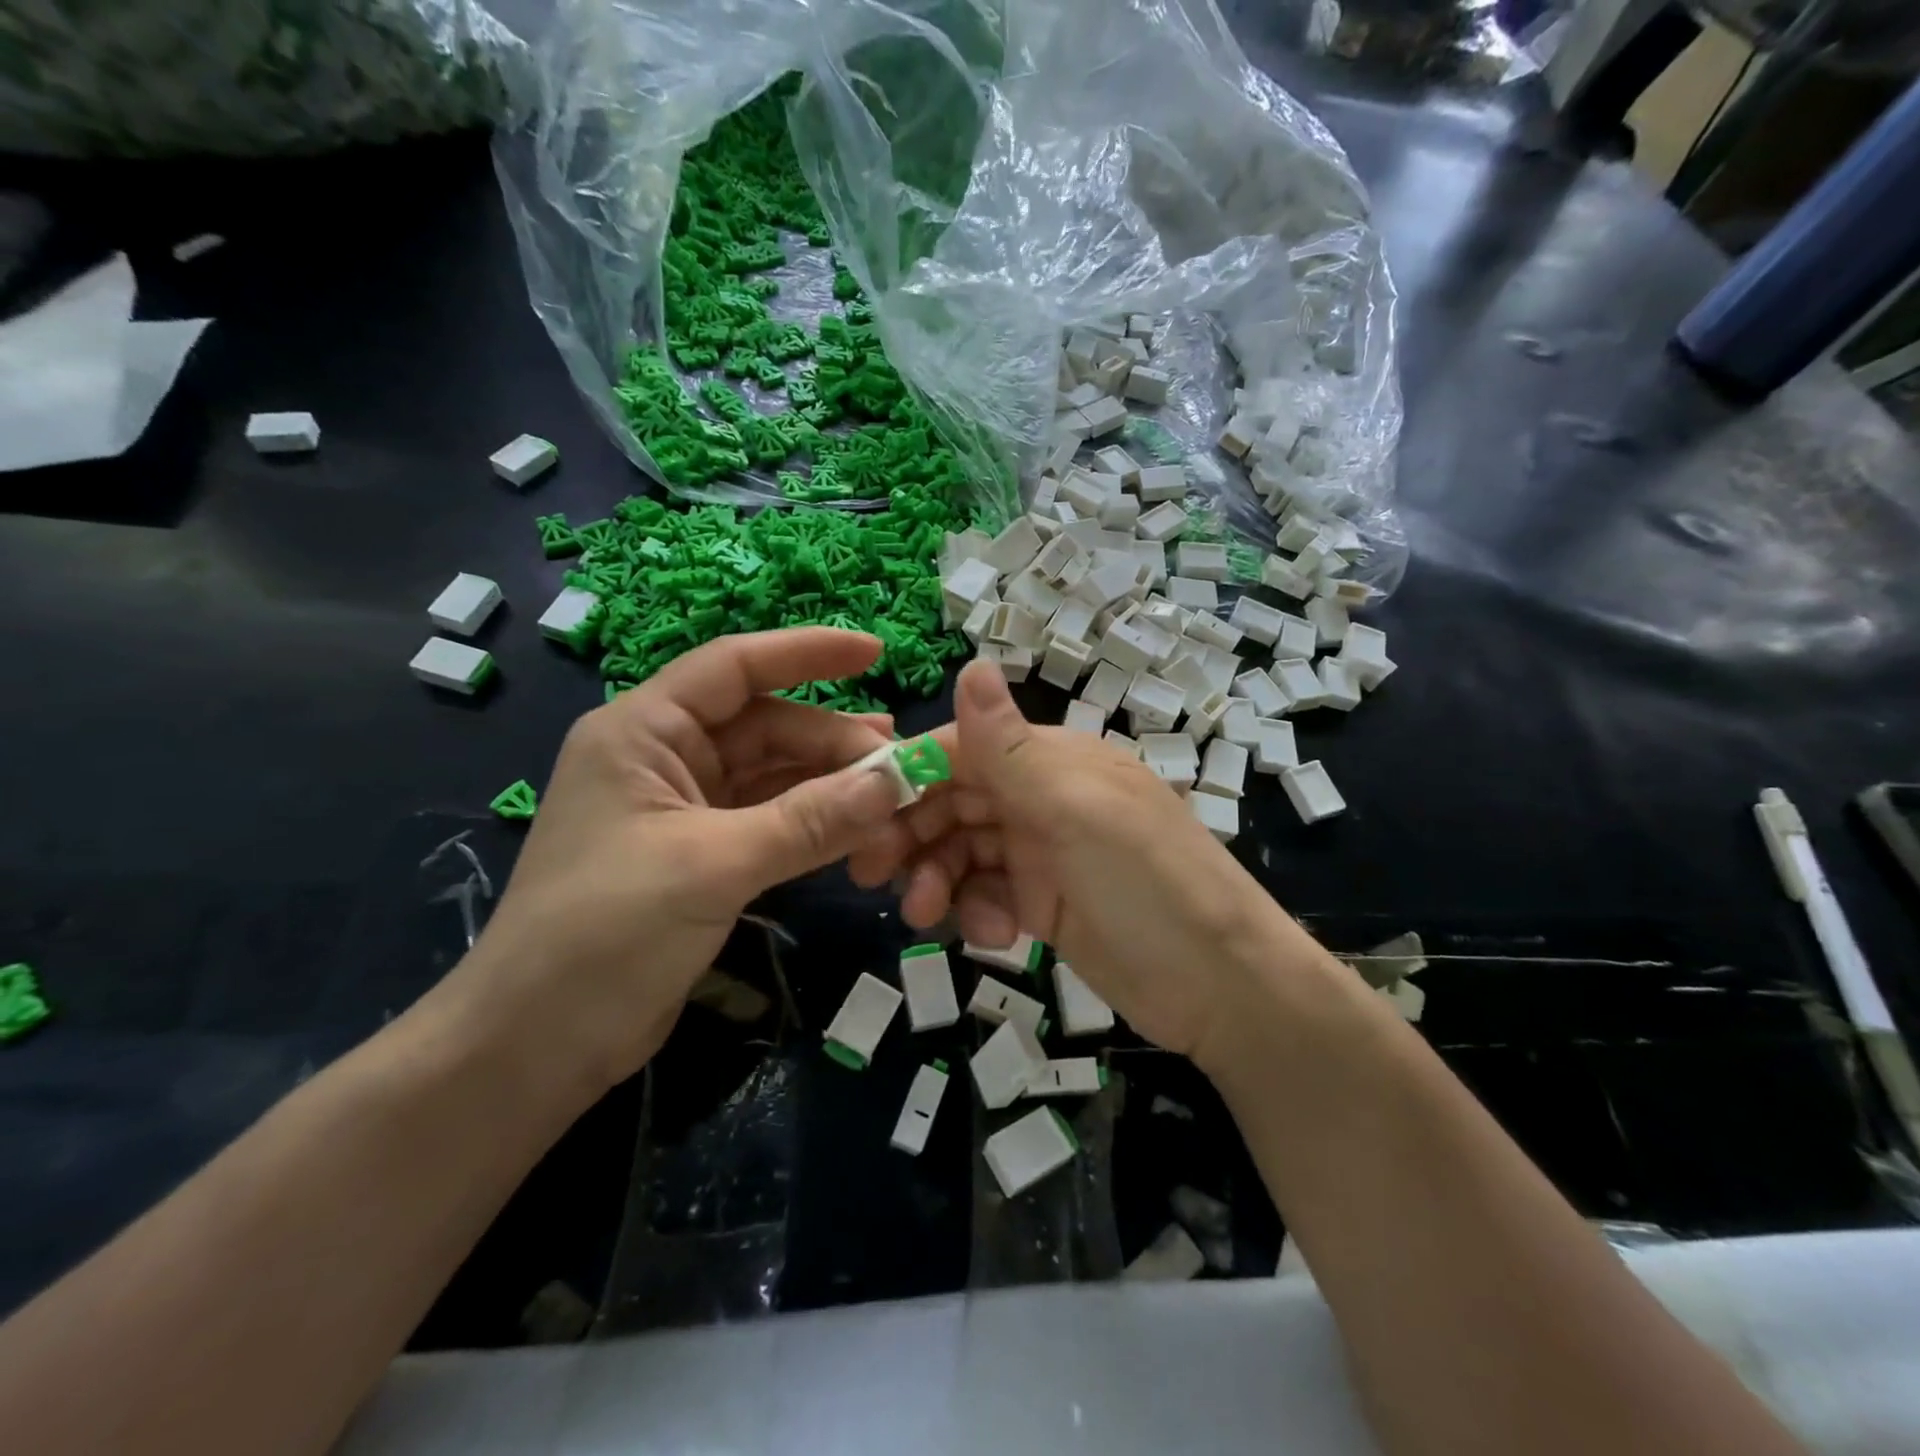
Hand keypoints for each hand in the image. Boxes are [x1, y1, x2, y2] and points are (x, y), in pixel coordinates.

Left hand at [449, 629, 903, 1094]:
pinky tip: (859, 826)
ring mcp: (685, 809)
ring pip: (773, 776)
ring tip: (894, 787)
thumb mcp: (713, 864)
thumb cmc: (604, 933)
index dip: (807, 652)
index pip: (735, 666)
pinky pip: (772, 821)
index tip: (876, 652)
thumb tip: (897, 782)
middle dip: (833, 740)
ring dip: (830, 782)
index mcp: (644, 731)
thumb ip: (809, 821)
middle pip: (766, 726)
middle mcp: (665, 757)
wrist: (536, 1044)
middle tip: (902, 762)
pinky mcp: (702, 856)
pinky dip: (814, 823)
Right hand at [849, 660, 1316, 1066]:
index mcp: (1052, 762)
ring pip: (965, 852)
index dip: (908, 777)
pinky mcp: (1047, 904)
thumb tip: (970, 663)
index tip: (858, 814)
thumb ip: (1011, 747)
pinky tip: (994, 936)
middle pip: (954, 803)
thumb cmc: (1149, 885)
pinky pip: (989, 895)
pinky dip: (978, 912)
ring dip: (938, 879)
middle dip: (912, 834)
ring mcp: (1046, 854)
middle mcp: (1044, 799)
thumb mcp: (1076, 812)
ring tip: (925, 915)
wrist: (1224, 989)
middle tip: (872, 874)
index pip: (961, 752)